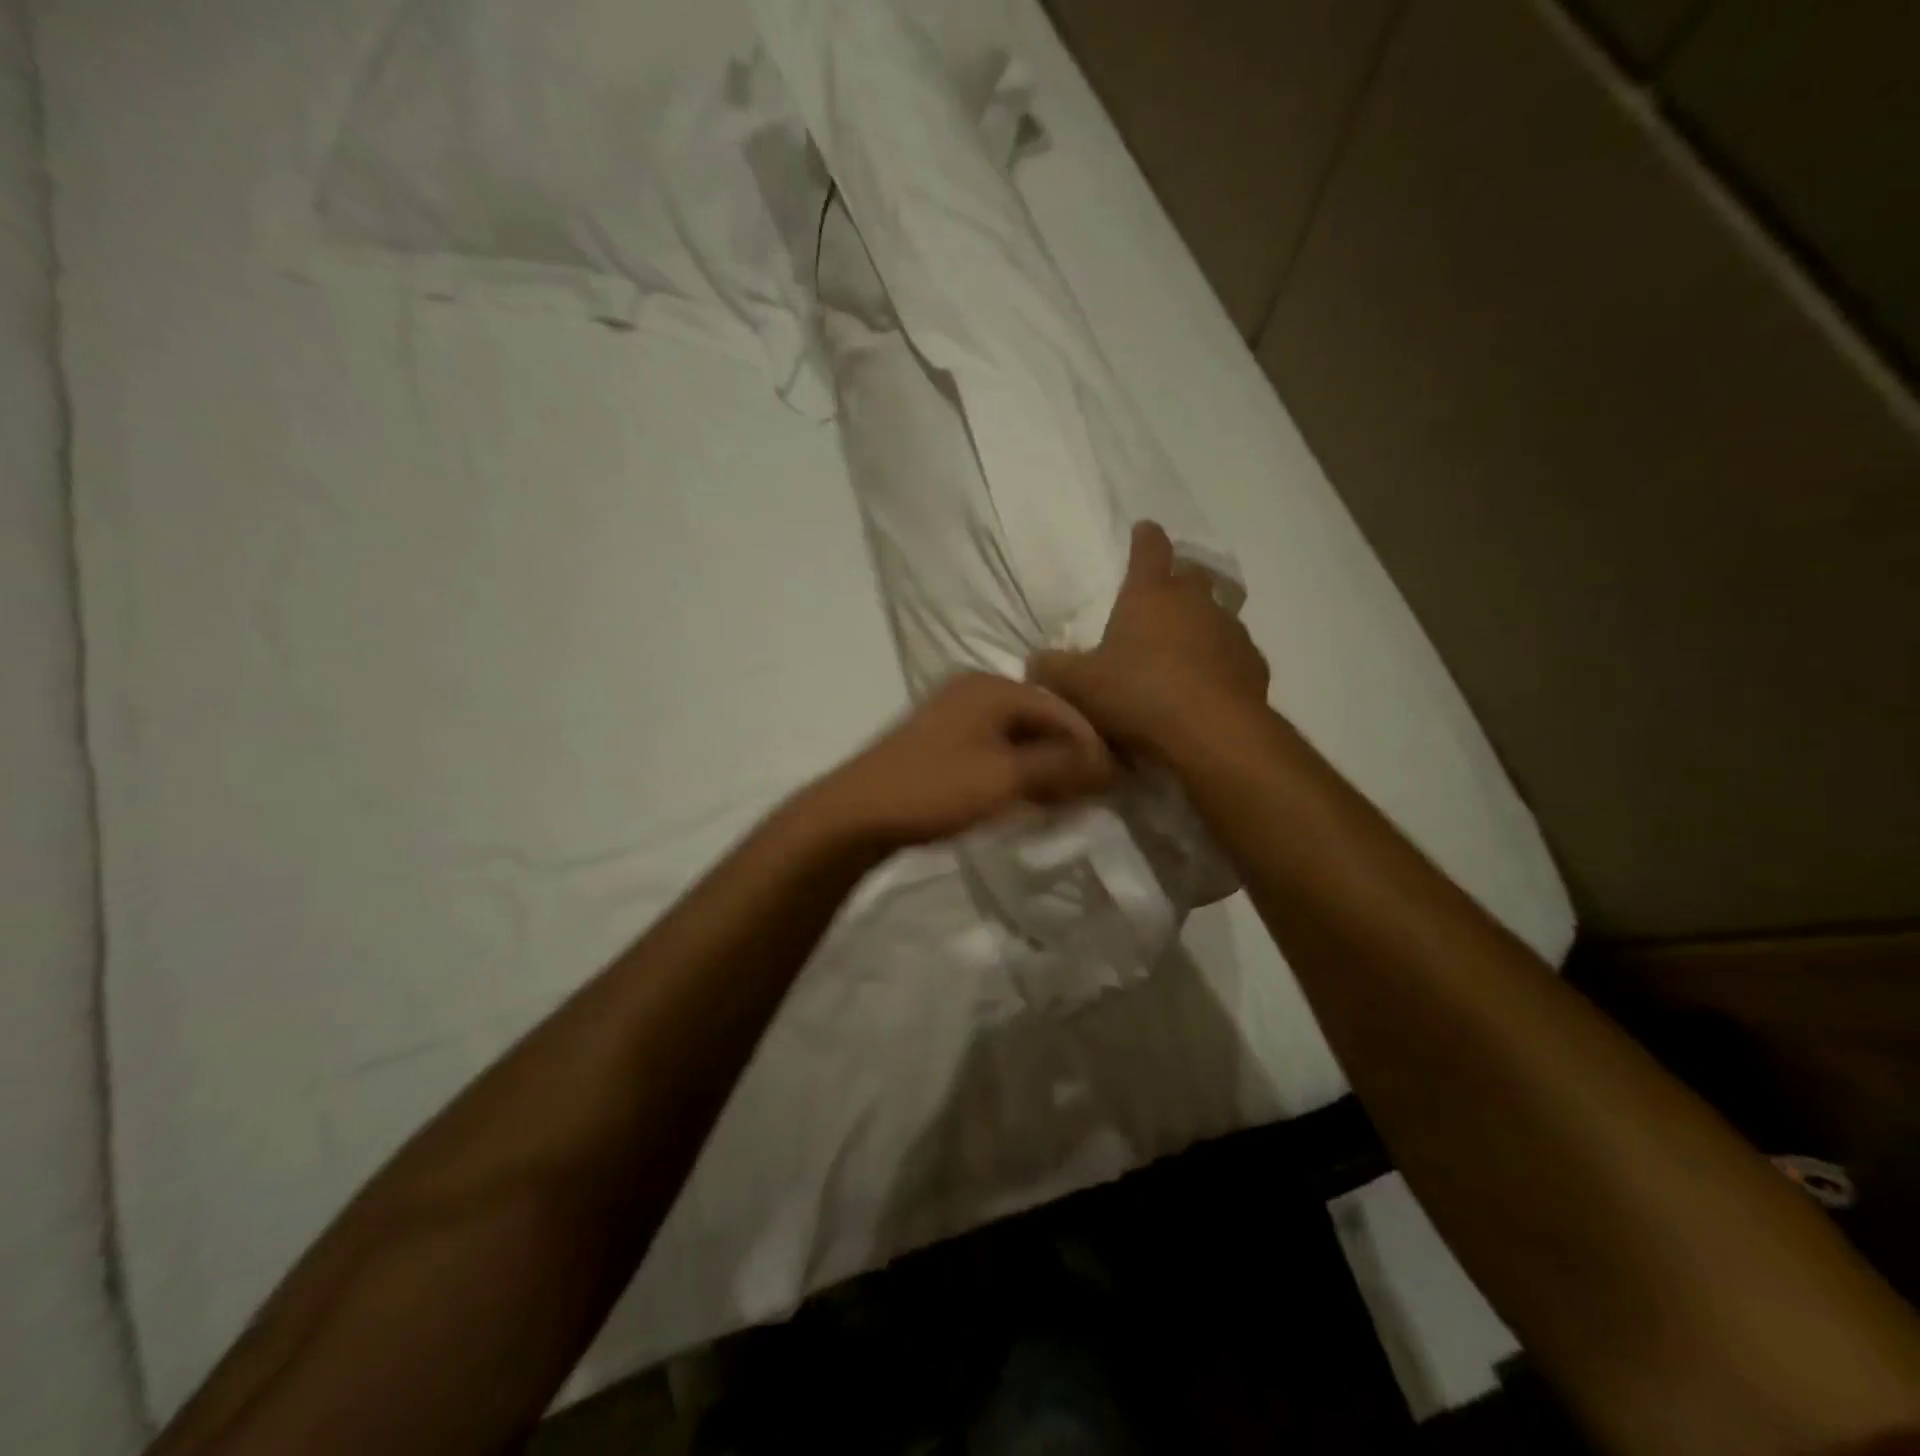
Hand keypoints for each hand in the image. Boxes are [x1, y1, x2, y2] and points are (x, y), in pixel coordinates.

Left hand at [810, 671, 1117, 850]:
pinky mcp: (940, 742)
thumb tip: (1106, 761)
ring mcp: (953, 715)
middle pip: (1038, 717)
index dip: (1090, 740)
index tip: (1116, 776)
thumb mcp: (1005, 778)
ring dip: (1043, 764)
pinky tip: (1028, 795)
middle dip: (1068, 753)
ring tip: (1067, 797)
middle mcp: (973, 691)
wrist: (858, 813)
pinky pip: (994, 749)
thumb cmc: (935, 789)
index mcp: (990, 687)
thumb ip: (1059, 765)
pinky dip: (1017, 769)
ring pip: (1016, 735)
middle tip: (1094, 789)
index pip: (1059, 706)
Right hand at [1029, 521, 1269, 757]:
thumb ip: (1051, 669)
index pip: (1149, 550)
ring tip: (1184, 648)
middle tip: (1163, 594)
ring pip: (1217, 614)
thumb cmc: (1137, 695)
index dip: (1145, 538)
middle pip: (1190, 576)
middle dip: (1177, 578)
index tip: (1144, 528)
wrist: (1210, 735)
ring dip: (1201, 623)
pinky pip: (1233, 654)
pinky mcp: (1253, 666)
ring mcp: (1230, 632)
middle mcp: (1196, 603)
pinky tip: (1207, 685)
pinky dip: (1220, 662)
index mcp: (1150, 595)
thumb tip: (1035, 661)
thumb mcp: (1077, 685)